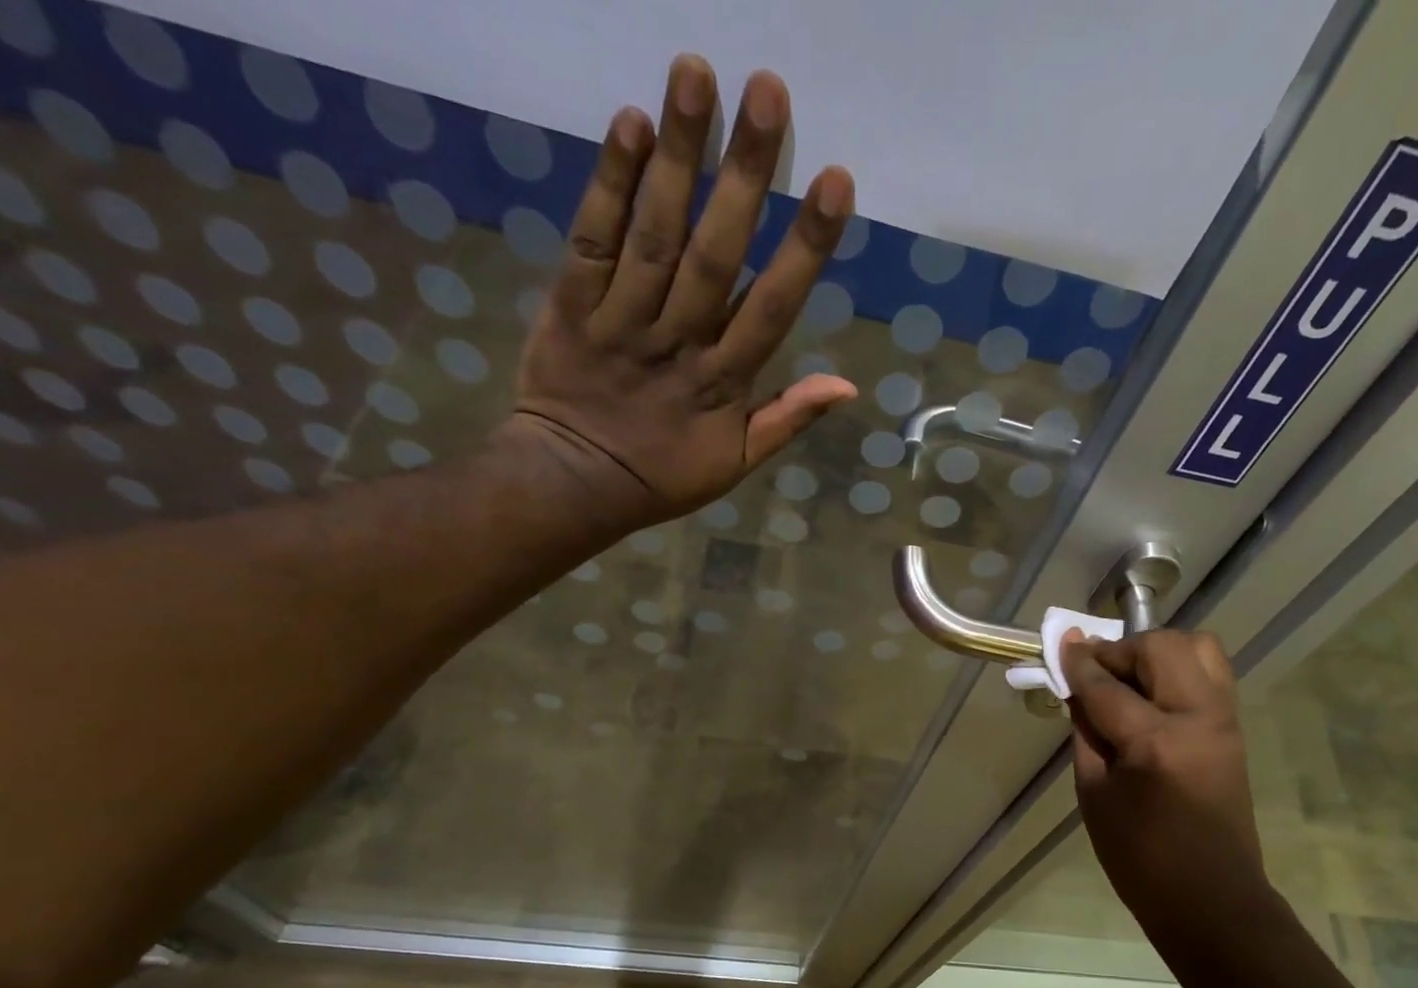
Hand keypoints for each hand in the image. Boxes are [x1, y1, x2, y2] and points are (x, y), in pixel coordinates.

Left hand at [498, 55, 857, 524]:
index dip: (803, 247)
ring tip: (695, 72)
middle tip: (767, 89)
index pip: (771, 308)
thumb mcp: (736, 464)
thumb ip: (787, 419)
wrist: (576, 484)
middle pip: (714, 254)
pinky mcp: (570, 305)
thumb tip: (847, 385)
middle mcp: (677, 342)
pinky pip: (591, 241)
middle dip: (742, 174)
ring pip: (653, 235)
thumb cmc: (665, 476)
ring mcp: (621, 321)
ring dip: (676, 155)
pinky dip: (607, 184)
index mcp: (722, 385)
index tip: (835, 180)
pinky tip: (629, 124)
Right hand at [1061, 630, 1267, 926]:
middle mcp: (1198, 718)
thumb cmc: (1139, 857)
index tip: (1059, 643)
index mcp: (1156, 743)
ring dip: (1156, 650)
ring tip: (1128, 676)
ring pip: (1197, 647)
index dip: (1078, 663)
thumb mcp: (1095, 795)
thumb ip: (1087, 733)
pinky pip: (1209, 672)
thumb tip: (1077, 691)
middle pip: (1161, 648)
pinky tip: (1151, 693)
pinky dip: (1178, 667)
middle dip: (1121, 649)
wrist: (1209, 896)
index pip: (1107, 686)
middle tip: (1095, 670)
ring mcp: (1224, 720)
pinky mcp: (1234, 727)